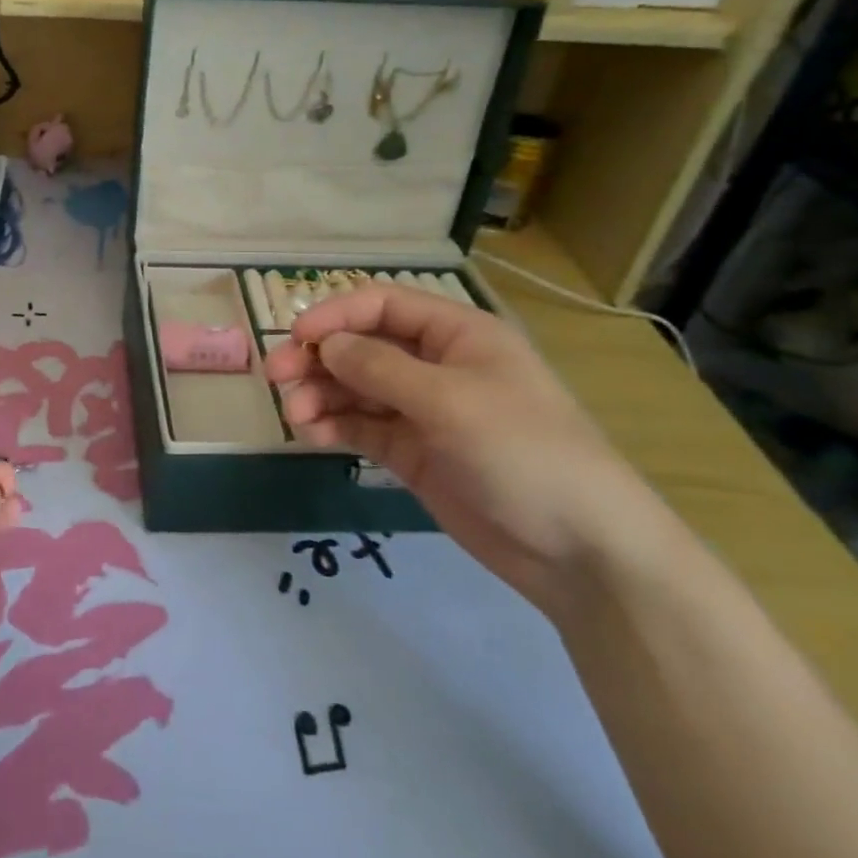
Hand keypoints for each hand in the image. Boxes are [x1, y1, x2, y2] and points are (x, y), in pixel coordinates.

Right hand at [261, 285, 672, 614]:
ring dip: (321, 395)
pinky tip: (314, 435)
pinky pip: (362, 426)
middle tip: (277, 378)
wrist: (580, 552)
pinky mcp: (413, 452)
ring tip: (296, 417)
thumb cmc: (523, 453)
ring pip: (355, 388)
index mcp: (458, 335)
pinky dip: (334, 426)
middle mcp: (436, 366)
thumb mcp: (451, 401)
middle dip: (318, 358)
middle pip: (362, 346)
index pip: (383, 306)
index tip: (296, 339)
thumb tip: (326, 345)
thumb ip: (380, 368)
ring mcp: (423, 411)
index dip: (336, 315)